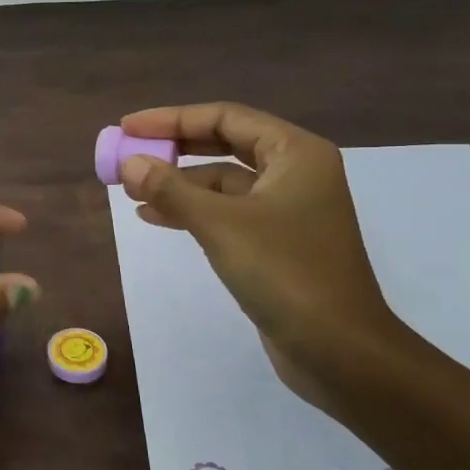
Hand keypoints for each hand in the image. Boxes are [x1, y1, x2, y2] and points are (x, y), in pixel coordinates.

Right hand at [116, 103, 404, 402]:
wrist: (341, 352)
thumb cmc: (286, 274)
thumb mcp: (220, 225)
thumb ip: (171, 189)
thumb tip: (129, 163)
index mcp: (295, 153)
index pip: (225, 117)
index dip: (172, 119)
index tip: (129, 126)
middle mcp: (295, 172)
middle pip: (224, 144)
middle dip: (174, 148)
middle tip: (129, 152)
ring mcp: (288, 209)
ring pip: (223, 181)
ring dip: (178, 182)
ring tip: (131, 189)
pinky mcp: (277, 242)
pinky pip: (226, 211)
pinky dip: (192, 210)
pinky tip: (154, 217)